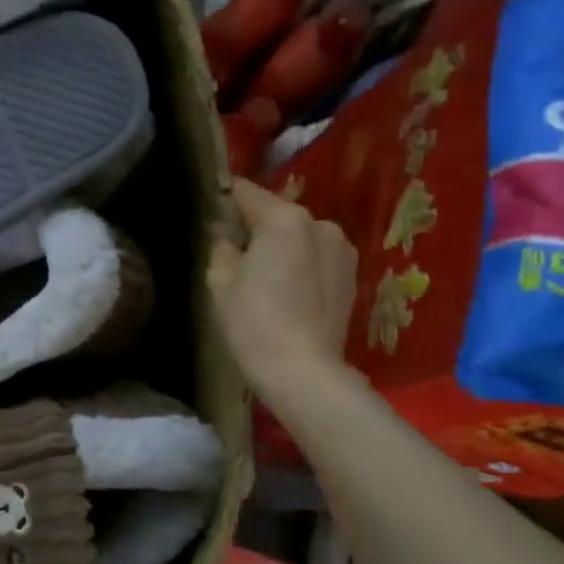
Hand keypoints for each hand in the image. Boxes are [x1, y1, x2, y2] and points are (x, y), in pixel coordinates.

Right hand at [207, 178, 357, 400]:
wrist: (303, 371)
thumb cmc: (253, 322)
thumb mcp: (220, 281)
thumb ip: (221, 246)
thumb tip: (224, 232)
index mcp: (284, 219)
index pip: (247, 192)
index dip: (225, 197)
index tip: (211, 208)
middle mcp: (320, 224)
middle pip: (277, 214)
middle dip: (256, 226)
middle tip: (234, 251)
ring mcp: (342, 249)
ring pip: (300, 236)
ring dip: (282, 246)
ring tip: (264, 275)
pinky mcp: (352, 275)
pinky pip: (317, 257)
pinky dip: (301, 264)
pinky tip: (288, 291)